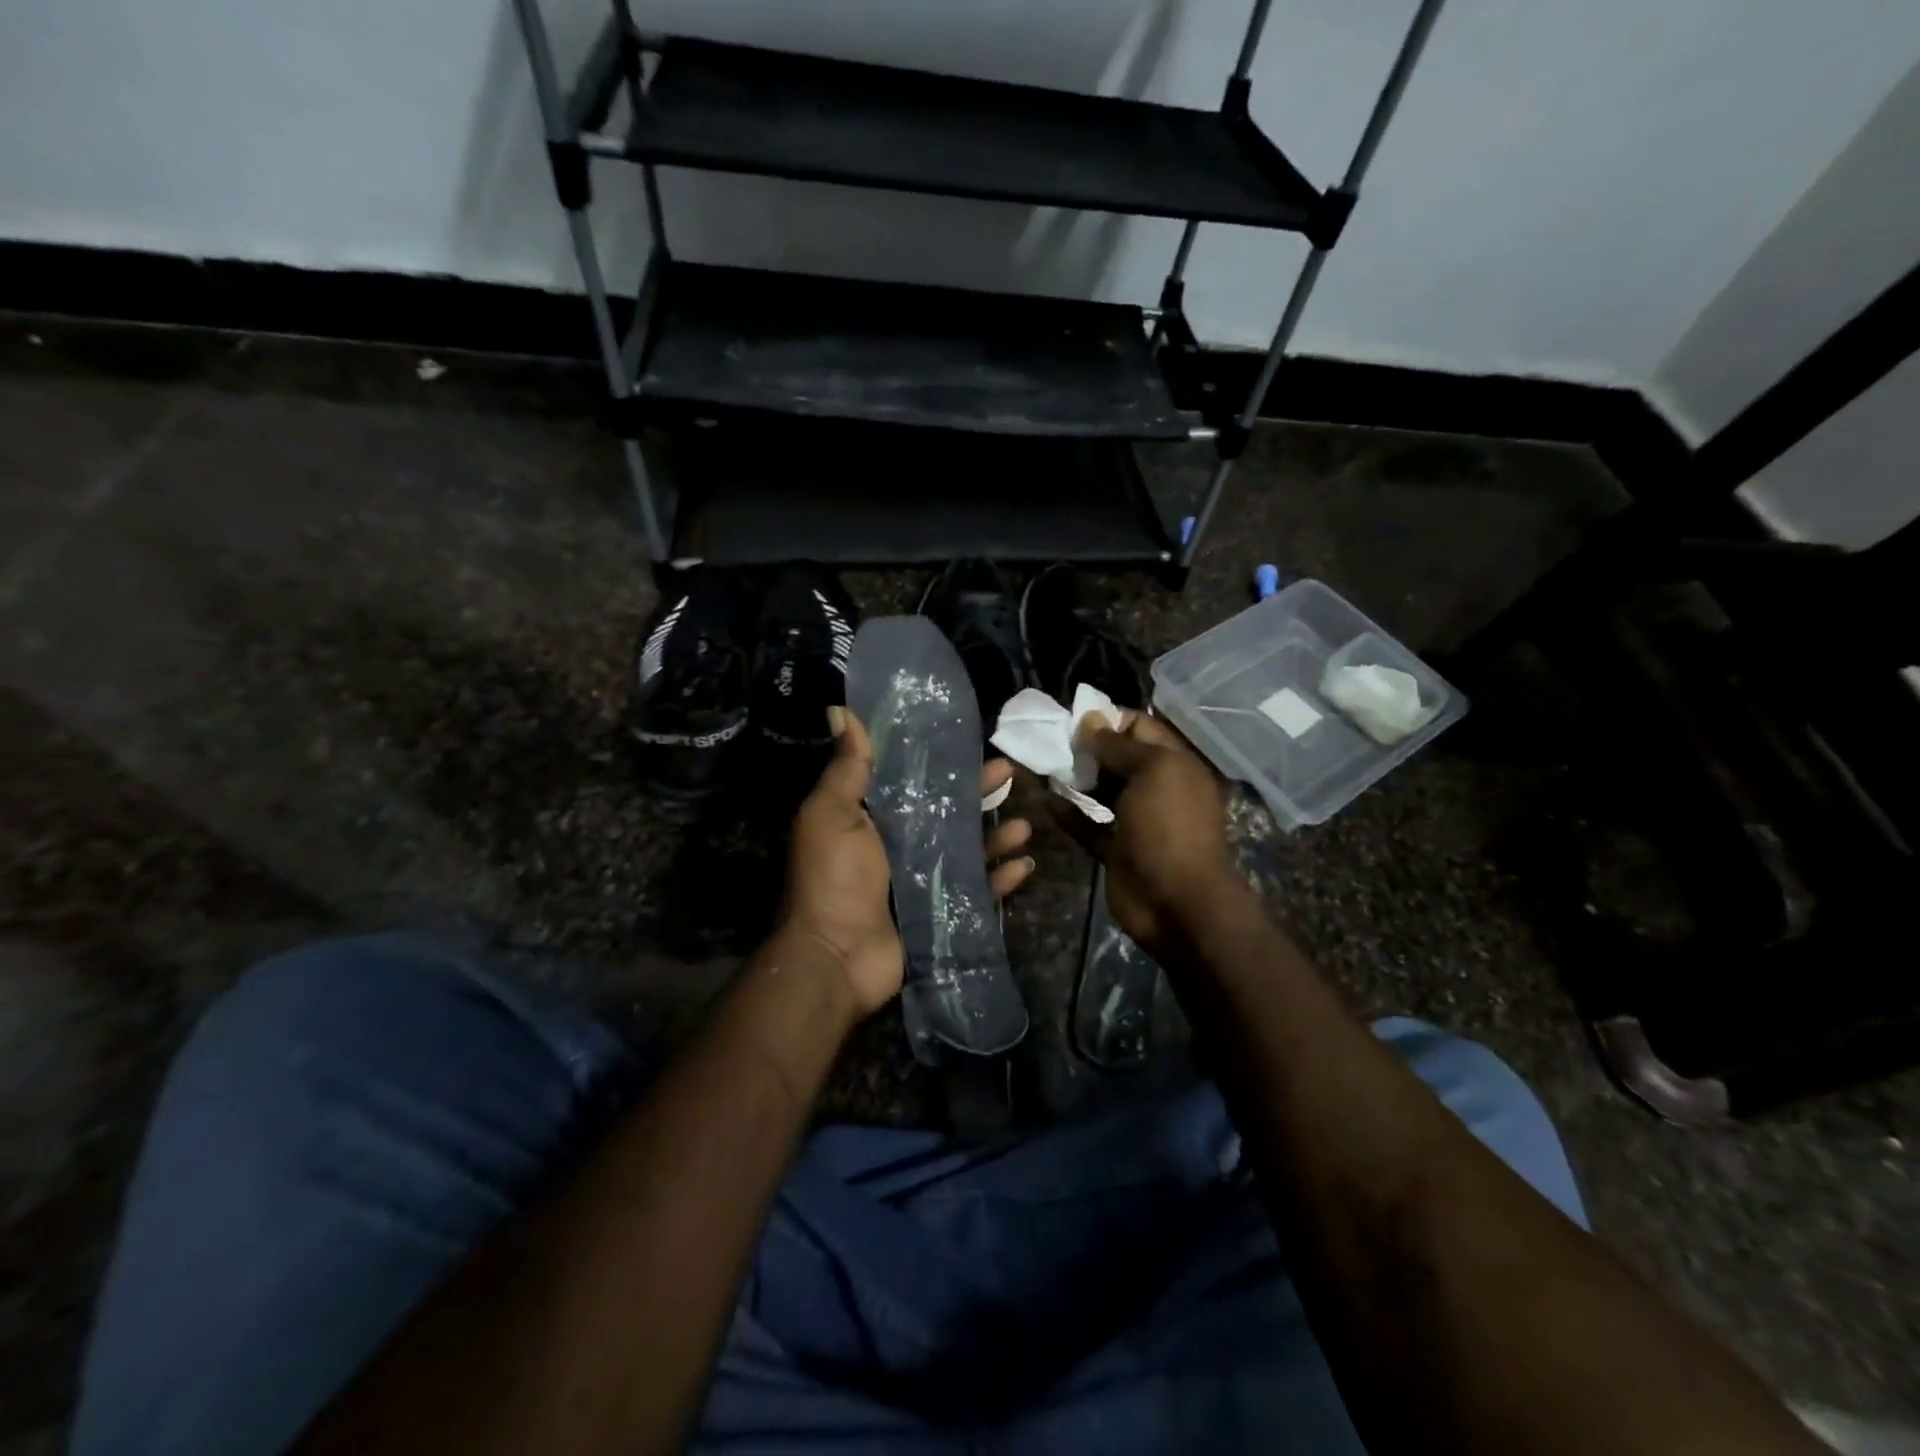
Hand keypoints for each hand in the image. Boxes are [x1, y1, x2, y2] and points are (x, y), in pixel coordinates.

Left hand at [780, 708, 1034, 1019]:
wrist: (834, 958)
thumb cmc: (833, 879)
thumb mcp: (832, 815)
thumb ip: (847, 768)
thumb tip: (840, 711)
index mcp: (873, 816)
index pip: (913, 779)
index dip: (940, 760)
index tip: (968, 739)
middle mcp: (900, 844)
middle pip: (949, 811)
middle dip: (979, 793)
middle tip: (1010, 773)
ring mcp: (923, 880)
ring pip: (969, 849)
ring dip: (998, 835)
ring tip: (1025, 825)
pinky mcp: (940, 911)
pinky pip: (978, 891)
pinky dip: (1000, 878)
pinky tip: (1024, 864)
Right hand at [1068, 710, 1239, 965]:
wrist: (1178, 902)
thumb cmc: (1169, 826)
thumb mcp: (1152, 772)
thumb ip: (1120, 746)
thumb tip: (1091, 720)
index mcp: (1174, 765)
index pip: (1140, 728)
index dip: (1109, 719)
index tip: (1072, 717)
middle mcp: (1156, 789)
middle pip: (1118, 758)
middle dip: (1087, 747)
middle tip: (1051, 742)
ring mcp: (1136, 821)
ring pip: (1102, 791)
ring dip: (1075, 779)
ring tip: (1043, 765)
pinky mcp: (1116, 850)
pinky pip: (1089, 825)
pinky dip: (1070, 814)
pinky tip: (1046, 801)